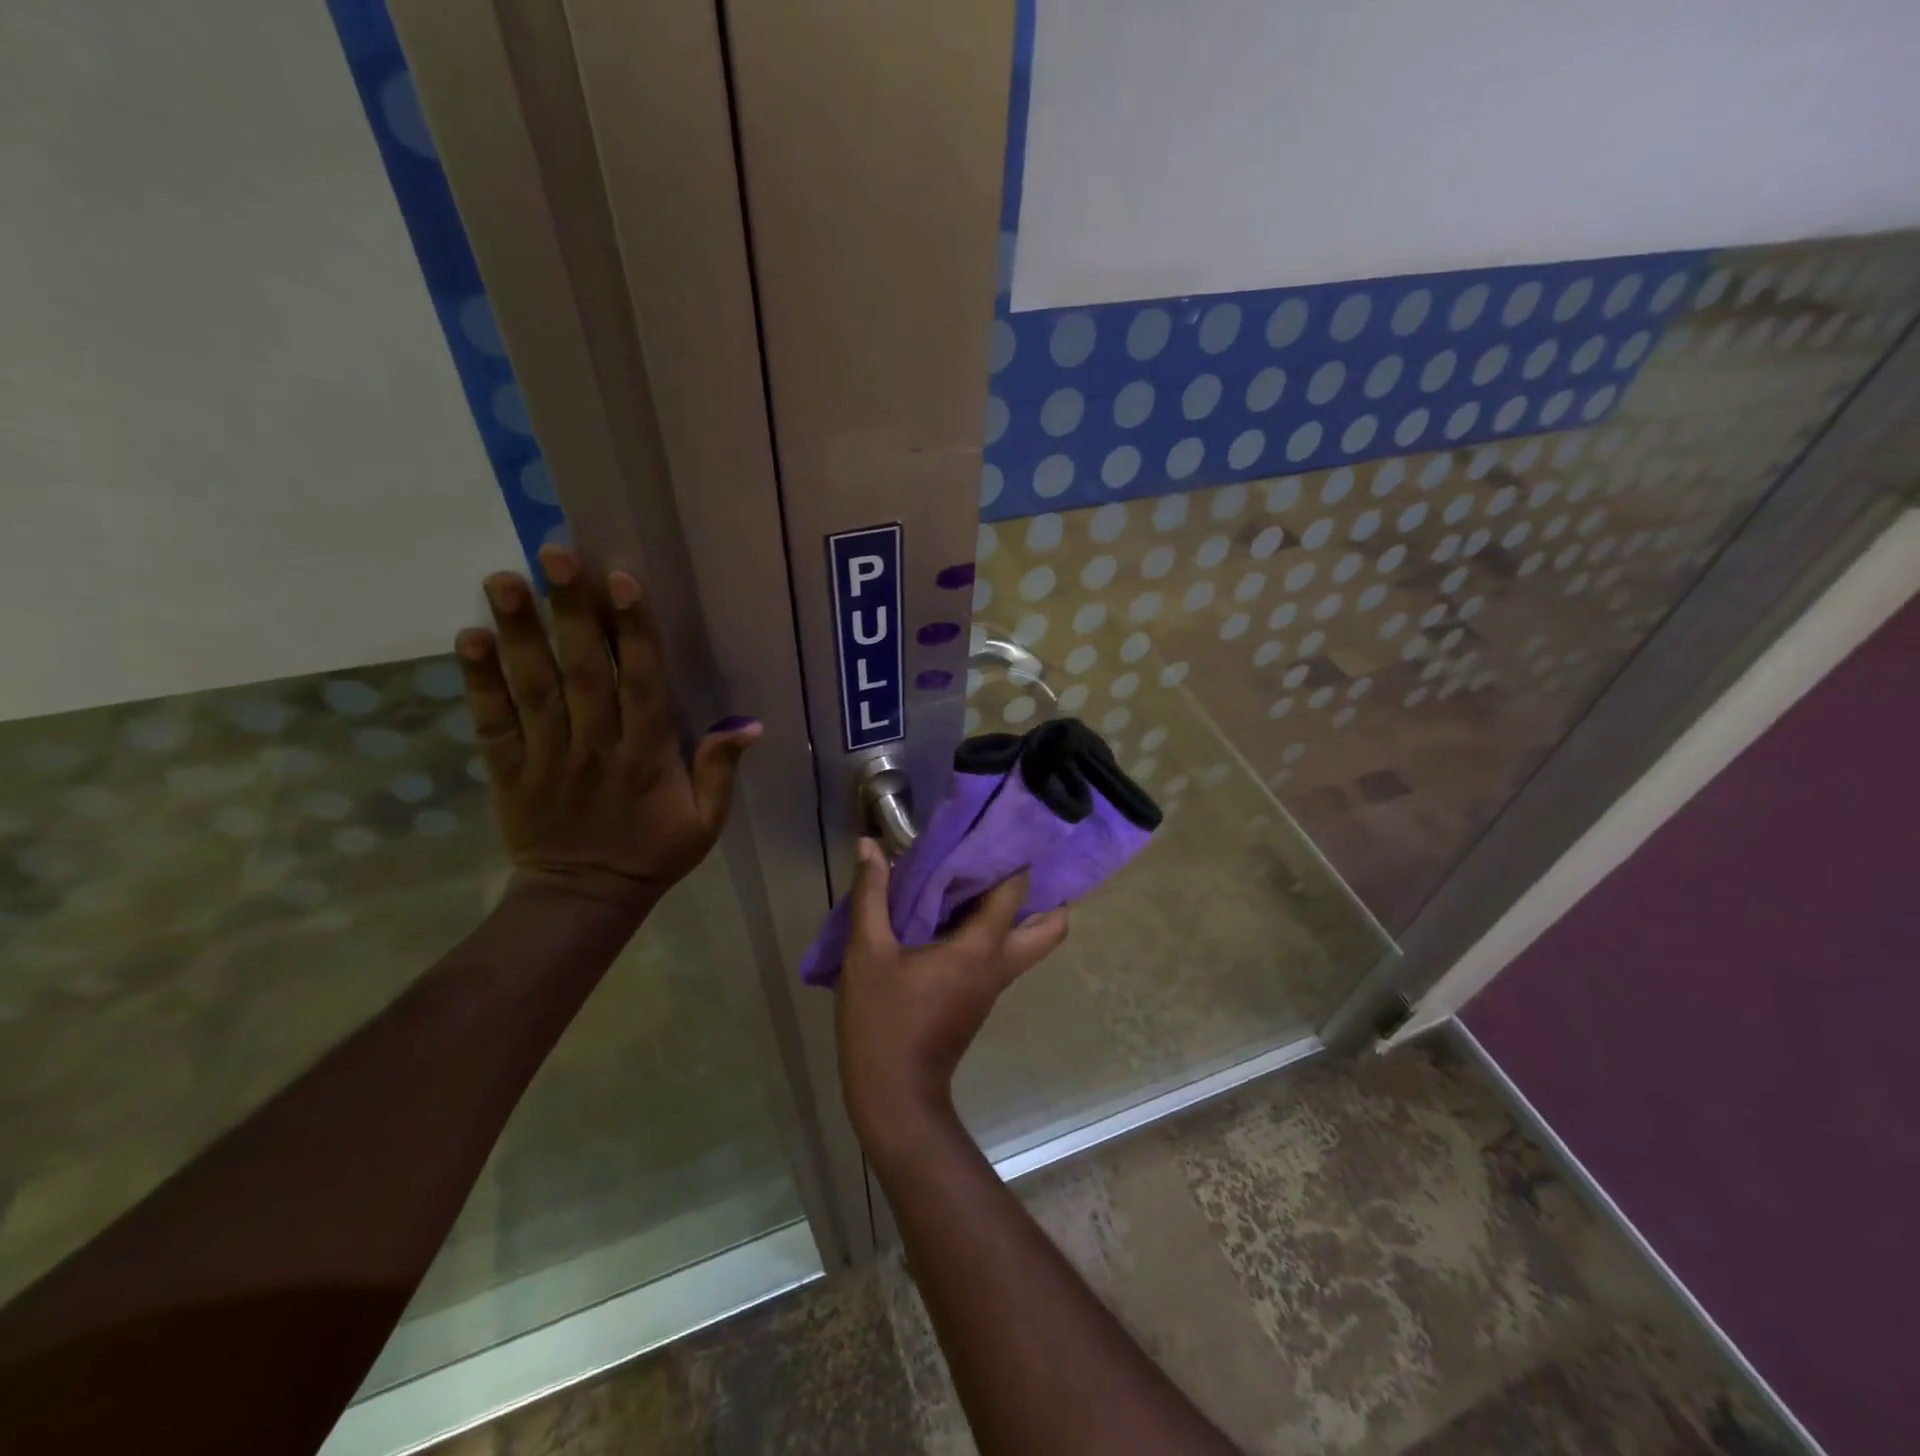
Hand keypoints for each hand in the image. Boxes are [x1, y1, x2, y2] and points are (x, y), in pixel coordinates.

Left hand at [455, 544, 760, 911]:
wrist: (584, 898)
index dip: (631, 632)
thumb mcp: (706, 822)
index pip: (640, 684)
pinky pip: (491, 722)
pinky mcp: (508, 769)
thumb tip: (752, 724)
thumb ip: (721, 771)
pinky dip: (478, 682)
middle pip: (582, 672)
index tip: (621, 582)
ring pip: (533, 687)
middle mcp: (595, 746)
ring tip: (502, 580)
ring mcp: (546, 756)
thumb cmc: (653, 853)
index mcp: (647, 756)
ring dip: (519, 633)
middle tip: (555, 555)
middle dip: (570, 612)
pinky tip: (469, 638)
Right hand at [836, 838, 1068, 1154]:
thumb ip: (871, 896)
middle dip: (1047, 894)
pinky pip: (1004, 954)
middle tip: (1015, 861)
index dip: (1016, 860)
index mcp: (979, 949)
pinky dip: (998, 930)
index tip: (1005, 830)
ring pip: (1031, 943)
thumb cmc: (883, 1021)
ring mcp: (994, 985)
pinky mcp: (981, 998)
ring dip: (1023, 912)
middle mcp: (999, 965)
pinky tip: (961, 913)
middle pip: (1051, 928)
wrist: (895, 1095)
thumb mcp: (867, 954)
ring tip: (988, 878)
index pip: (1015, 893)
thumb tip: (868, 845)